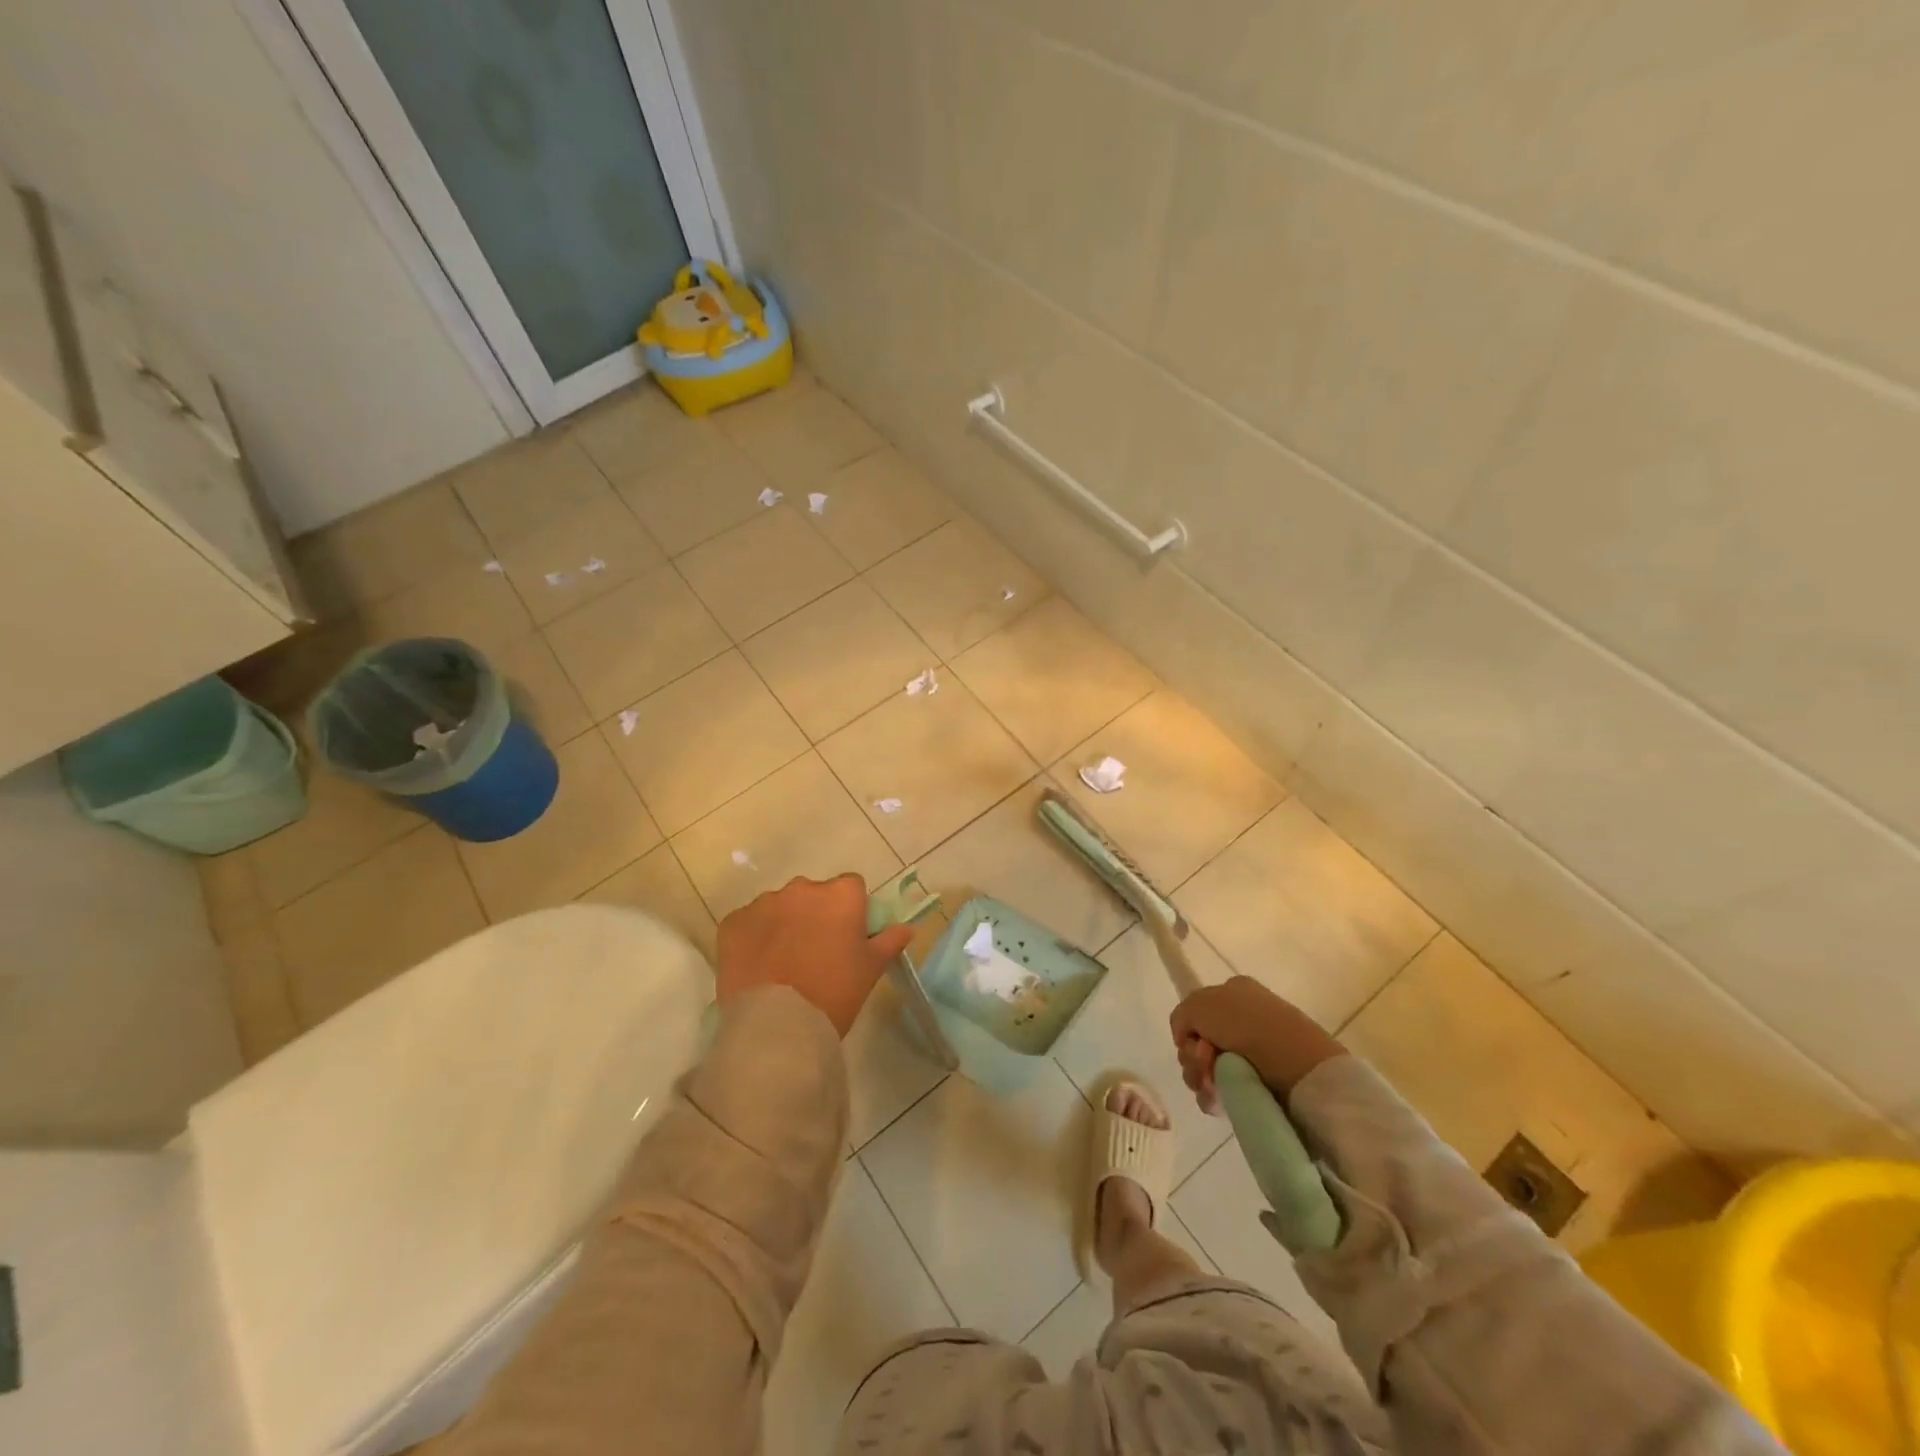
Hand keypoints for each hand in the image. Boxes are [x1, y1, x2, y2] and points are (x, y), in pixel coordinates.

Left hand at [714, 874, 913, 1036]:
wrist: (777, 1025)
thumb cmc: (833, 993)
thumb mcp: (870, 970)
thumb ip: (889, 941)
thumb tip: (907, 927)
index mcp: (840, 895)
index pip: (851, 888)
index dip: (850, 911)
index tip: (847, 938)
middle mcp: (802, 888)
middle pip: (813, 894)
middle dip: (815, 915)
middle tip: (815, 953)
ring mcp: (764, 903)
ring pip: (779, 906)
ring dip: (784, 924)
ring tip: (783, 962)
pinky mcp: (733, 923)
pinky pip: (749, 923)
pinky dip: (754, 938)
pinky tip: (759, 966)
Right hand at [1169, 976, 1345, 1111]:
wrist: (1298, 1065)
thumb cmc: (1247, 1025)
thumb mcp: (1200, 1004)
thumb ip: (1182, 1016)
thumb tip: (1187, 1040)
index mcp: (1232, 993)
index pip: (1195, 1014)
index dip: (1189, 1031)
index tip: (1196, 1042)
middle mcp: (1242, 1020)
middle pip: (1197, 1044)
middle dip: (1193, 1058)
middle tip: (1207, 1063)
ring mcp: (1252, 1054)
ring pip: (1206, 1070)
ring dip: (1200, 1079)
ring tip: (1214, 1086)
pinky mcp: (1259, 1085)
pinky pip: (1221, 1091)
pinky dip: (1213, 1096)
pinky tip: (1219, 1100)